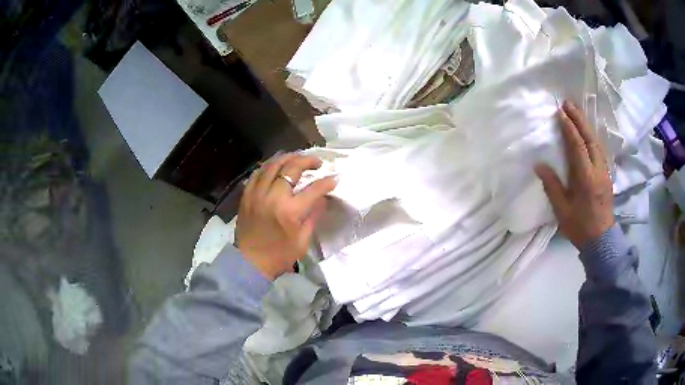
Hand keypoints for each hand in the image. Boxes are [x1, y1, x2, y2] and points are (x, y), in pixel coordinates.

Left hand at [236, 153, 335, 279]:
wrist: (251, 262)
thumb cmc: (280, 255)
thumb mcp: (303, 240)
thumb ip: (313, 216)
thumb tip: (322, 198)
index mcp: (290, 211)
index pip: (314, 189)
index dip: (327, 182)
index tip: (334, 178)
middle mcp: (273, 197)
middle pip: (292, 168)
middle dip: (308, 161)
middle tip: (317, 162)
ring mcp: (257, 194)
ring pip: (272, 165)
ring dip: (288, 157)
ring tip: (298, 157)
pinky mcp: (246, 195)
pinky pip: (257, 173)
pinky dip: (268, 166)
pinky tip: (275, 166)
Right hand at [535, 101, 613, 249]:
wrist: (601, 240)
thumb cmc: (580, 226)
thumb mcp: (562, 211)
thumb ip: (552, 186)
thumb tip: (539, 165)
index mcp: (586, 178)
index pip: (577, 146)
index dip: (568, 127)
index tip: (559, 112)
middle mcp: (597, 170)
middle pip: (589, 138)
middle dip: (579, 119)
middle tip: (568, 103)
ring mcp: (605, 172)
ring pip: (596, 142)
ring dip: (586, 126)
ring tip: (577, 113)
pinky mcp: (607, 175)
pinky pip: (600, 150)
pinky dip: (592, 137)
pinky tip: (587, 133)